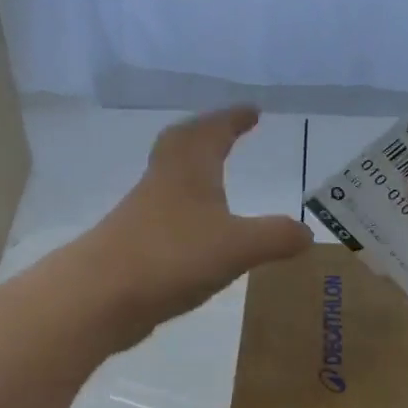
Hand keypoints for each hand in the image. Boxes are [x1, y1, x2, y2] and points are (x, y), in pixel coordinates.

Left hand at [81, 106, 310, 343]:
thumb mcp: (238, 246)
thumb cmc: (172, 256)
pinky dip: (184, 214)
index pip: (213, 131)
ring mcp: (143, 214)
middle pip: (180, 145)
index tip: (253, 111)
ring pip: (170, 181)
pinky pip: (164, 216)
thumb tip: (307, 233)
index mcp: (189, 170)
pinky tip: (196, 236)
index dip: (233, 119)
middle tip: (225, 133)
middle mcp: (163, 182)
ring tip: (214, 183)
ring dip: (192, 174)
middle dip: (206, 135)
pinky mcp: (134, 245)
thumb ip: (276, 237)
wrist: (101, 295)